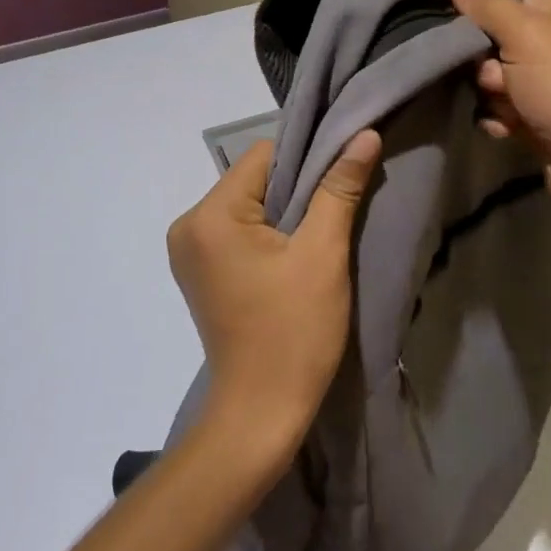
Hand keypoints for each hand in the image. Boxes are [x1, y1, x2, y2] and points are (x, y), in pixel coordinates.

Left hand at [167, 131, 381, 461]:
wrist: (260, 416)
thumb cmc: (294, 333)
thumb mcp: (323, 255)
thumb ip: (340, 188)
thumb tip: (363, 135)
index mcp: (209, 215)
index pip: (263, 156)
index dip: (306, 161)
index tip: (338, 182)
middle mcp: (188, 225)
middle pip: (252, 179)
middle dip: (295, 190)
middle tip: (334, 211)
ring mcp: (188, 251)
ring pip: (247, 205)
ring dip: (283, 213)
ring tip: (315, 238)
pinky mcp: (199, 272)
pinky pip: (237, 231)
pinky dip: (267, 234)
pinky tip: (292, 256)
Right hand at [448, 0, 550, 245]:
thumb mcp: (524, 34)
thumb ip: (486, 4)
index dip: (485, 18)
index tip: (470, 35)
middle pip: (500, 38)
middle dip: (486, 63)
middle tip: (494, 80)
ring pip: (499, 77)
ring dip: (492, 94)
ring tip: (506, 109)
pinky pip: (509, 107)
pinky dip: (502, 117)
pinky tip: (506, 129)